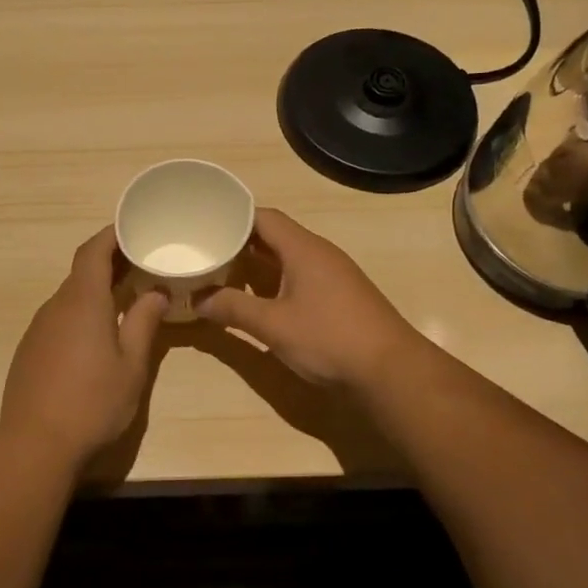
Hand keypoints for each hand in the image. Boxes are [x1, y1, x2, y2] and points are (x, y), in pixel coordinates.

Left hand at [0, 227, 169, 470]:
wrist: (35, 445)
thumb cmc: (93, 403)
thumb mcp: (131, 365)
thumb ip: (144, 323)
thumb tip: (156, 292)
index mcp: (82, 302)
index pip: (92, 251)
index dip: (111, 235)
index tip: (133, 230)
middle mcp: (55, 307)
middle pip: (81, 272)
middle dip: (109, 263)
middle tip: (141, 265)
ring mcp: (38, 329)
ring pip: (69, 297)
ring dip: (95, 291)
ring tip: (125, 299)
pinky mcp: (29, 351)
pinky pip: (58, 319)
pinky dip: (80, 314)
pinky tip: (96, 337)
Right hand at [193, 208, 420, 390]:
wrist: (391, 371)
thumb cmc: (329, 339)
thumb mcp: (272, 325)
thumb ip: (232, 308)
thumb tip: (196, 299)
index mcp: (303, 249)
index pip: (263, 217)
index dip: (232, 216)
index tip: (204, 223)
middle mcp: (319, 254)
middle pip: (273, 236)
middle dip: (239, 242)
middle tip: (205, 250)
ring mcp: (332, 275)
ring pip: (286, 258)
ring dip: (256, 264)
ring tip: (222, 273)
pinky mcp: (339, 297)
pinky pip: (299, 276)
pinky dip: (273, 281)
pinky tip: (257, 299)